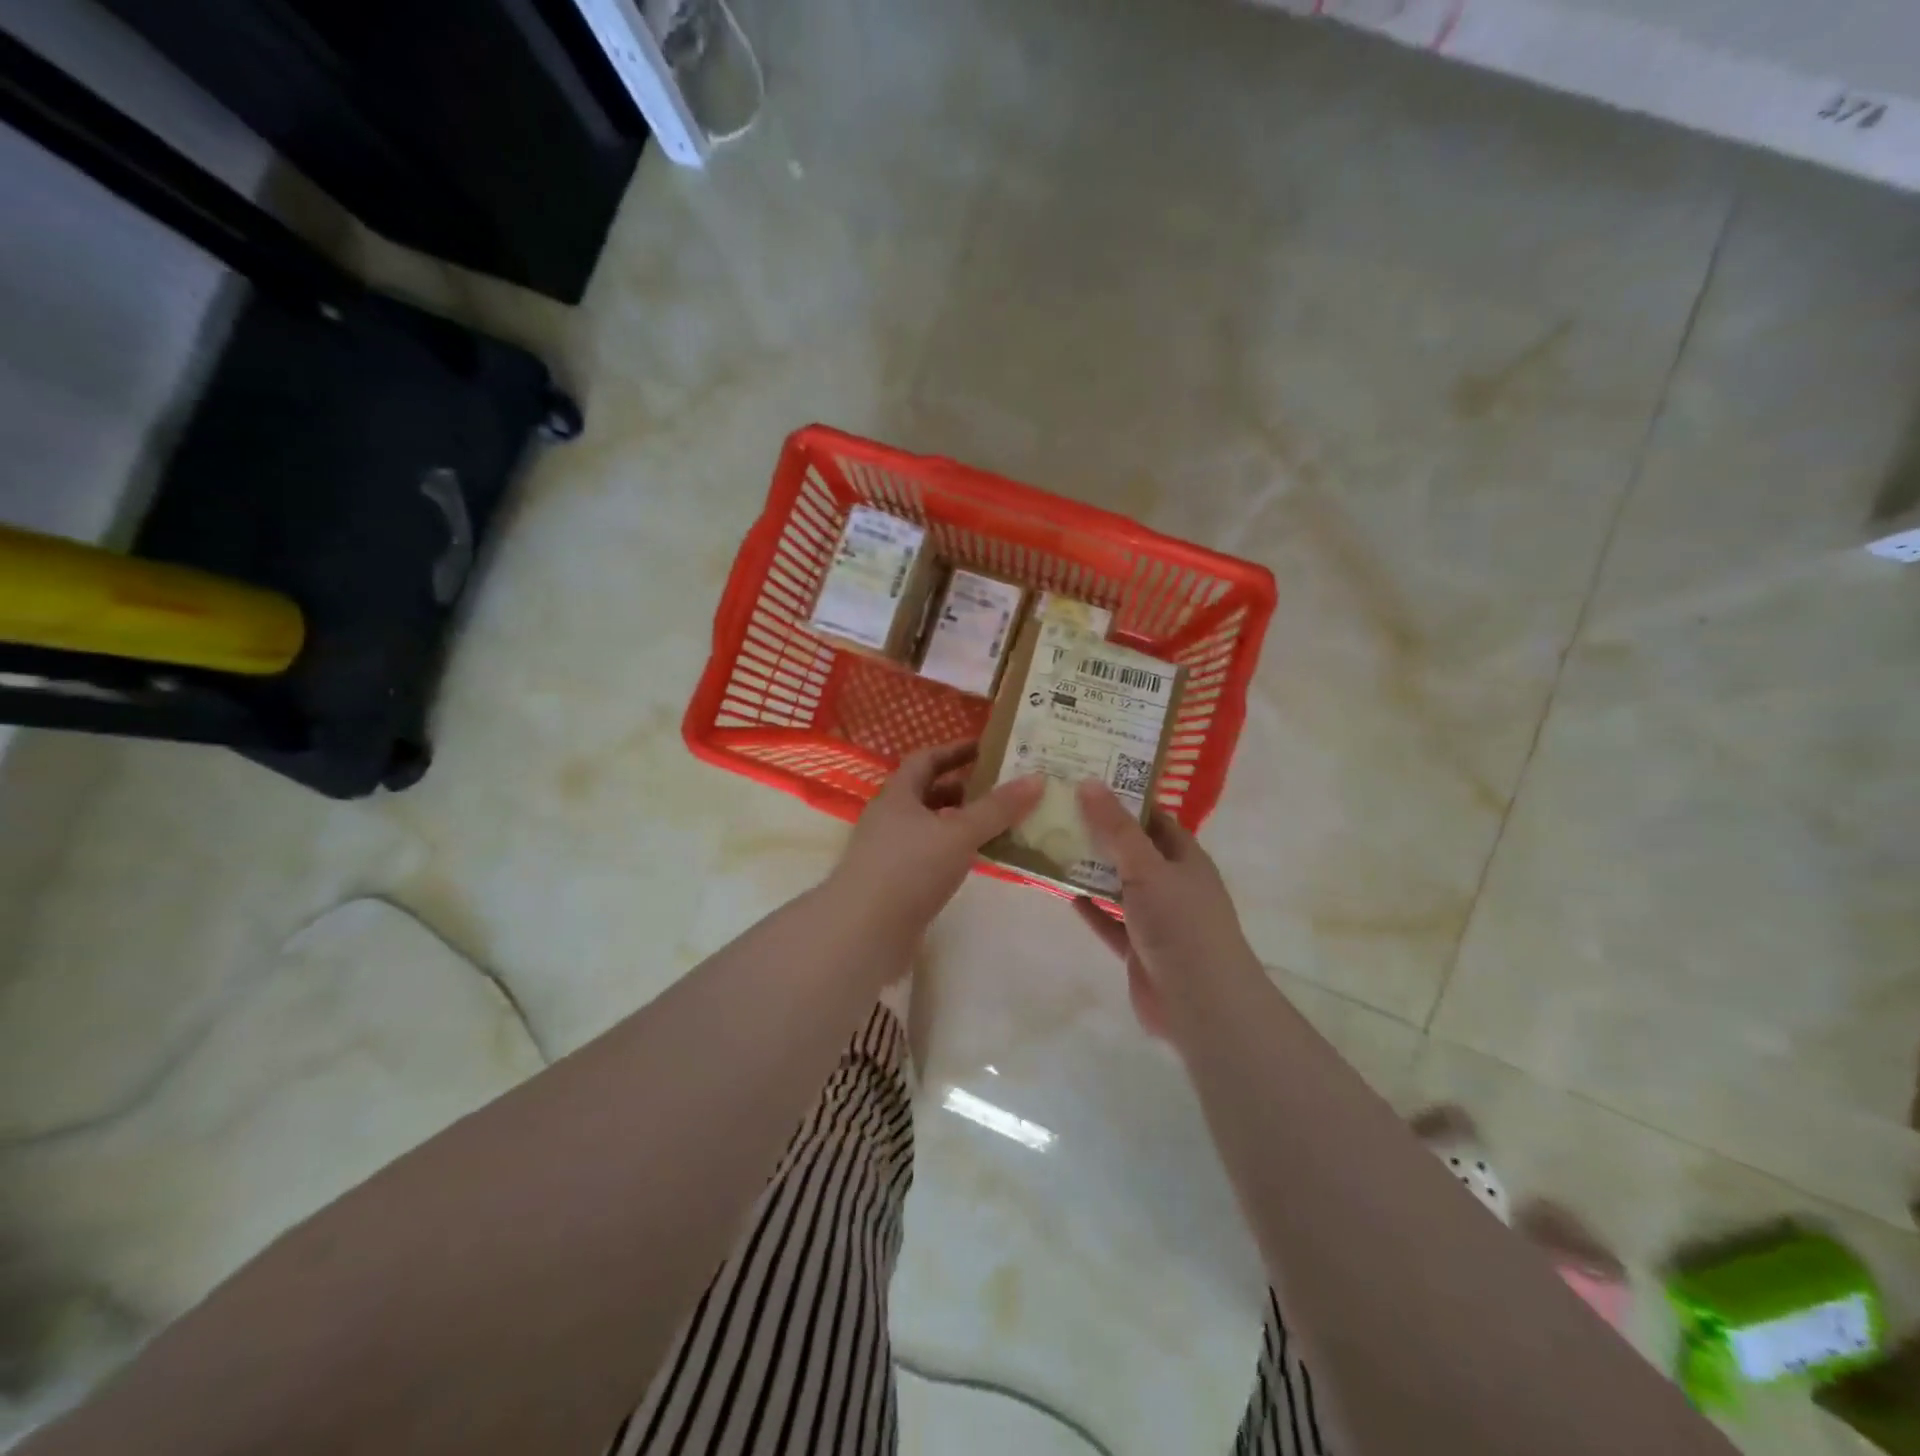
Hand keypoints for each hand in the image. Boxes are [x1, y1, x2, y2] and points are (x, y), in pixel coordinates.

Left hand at [829, 742, 1042, 941]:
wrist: (862, 932)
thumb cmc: (909, 870)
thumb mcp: (959, 833)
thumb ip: (997, 808)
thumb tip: (1037, 778)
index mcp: (898, 795)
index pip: (926, 759)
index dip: (955, 750)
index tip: (987, 749)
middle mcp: (890, 818)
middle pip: (929, 793)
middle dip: (964, 789)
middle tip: (1003, 789)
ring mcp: (890, 853)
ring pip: (931, 827)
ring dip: (961, 823)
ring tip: (1000, 824)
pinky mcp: (896, 884)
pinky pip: (931, 856)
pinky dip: (955, 852)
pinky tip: (979, 861)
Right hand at [1072, 780, 1263, 1042]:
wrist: (1201, 1004)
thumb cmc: (1180, 924)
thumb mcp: (1147, 867)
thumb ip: (1117, 827)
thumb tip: (1089, 781)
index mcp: (1184, 858)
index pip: (1153, 818)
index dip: (1124, 798)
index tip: (1086, 780)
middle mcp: (1171, 883)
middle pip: (1131, 850)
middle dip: (1099, 832)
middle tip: (1059, 810)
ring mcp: (1155, 918)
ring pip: (1117, 885)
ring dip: (1089, 869)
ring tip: (1051, 843)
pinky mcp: (1136, 947)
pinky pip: (1108, 919)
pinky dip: (1088, 906)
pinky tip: (1060, 890)